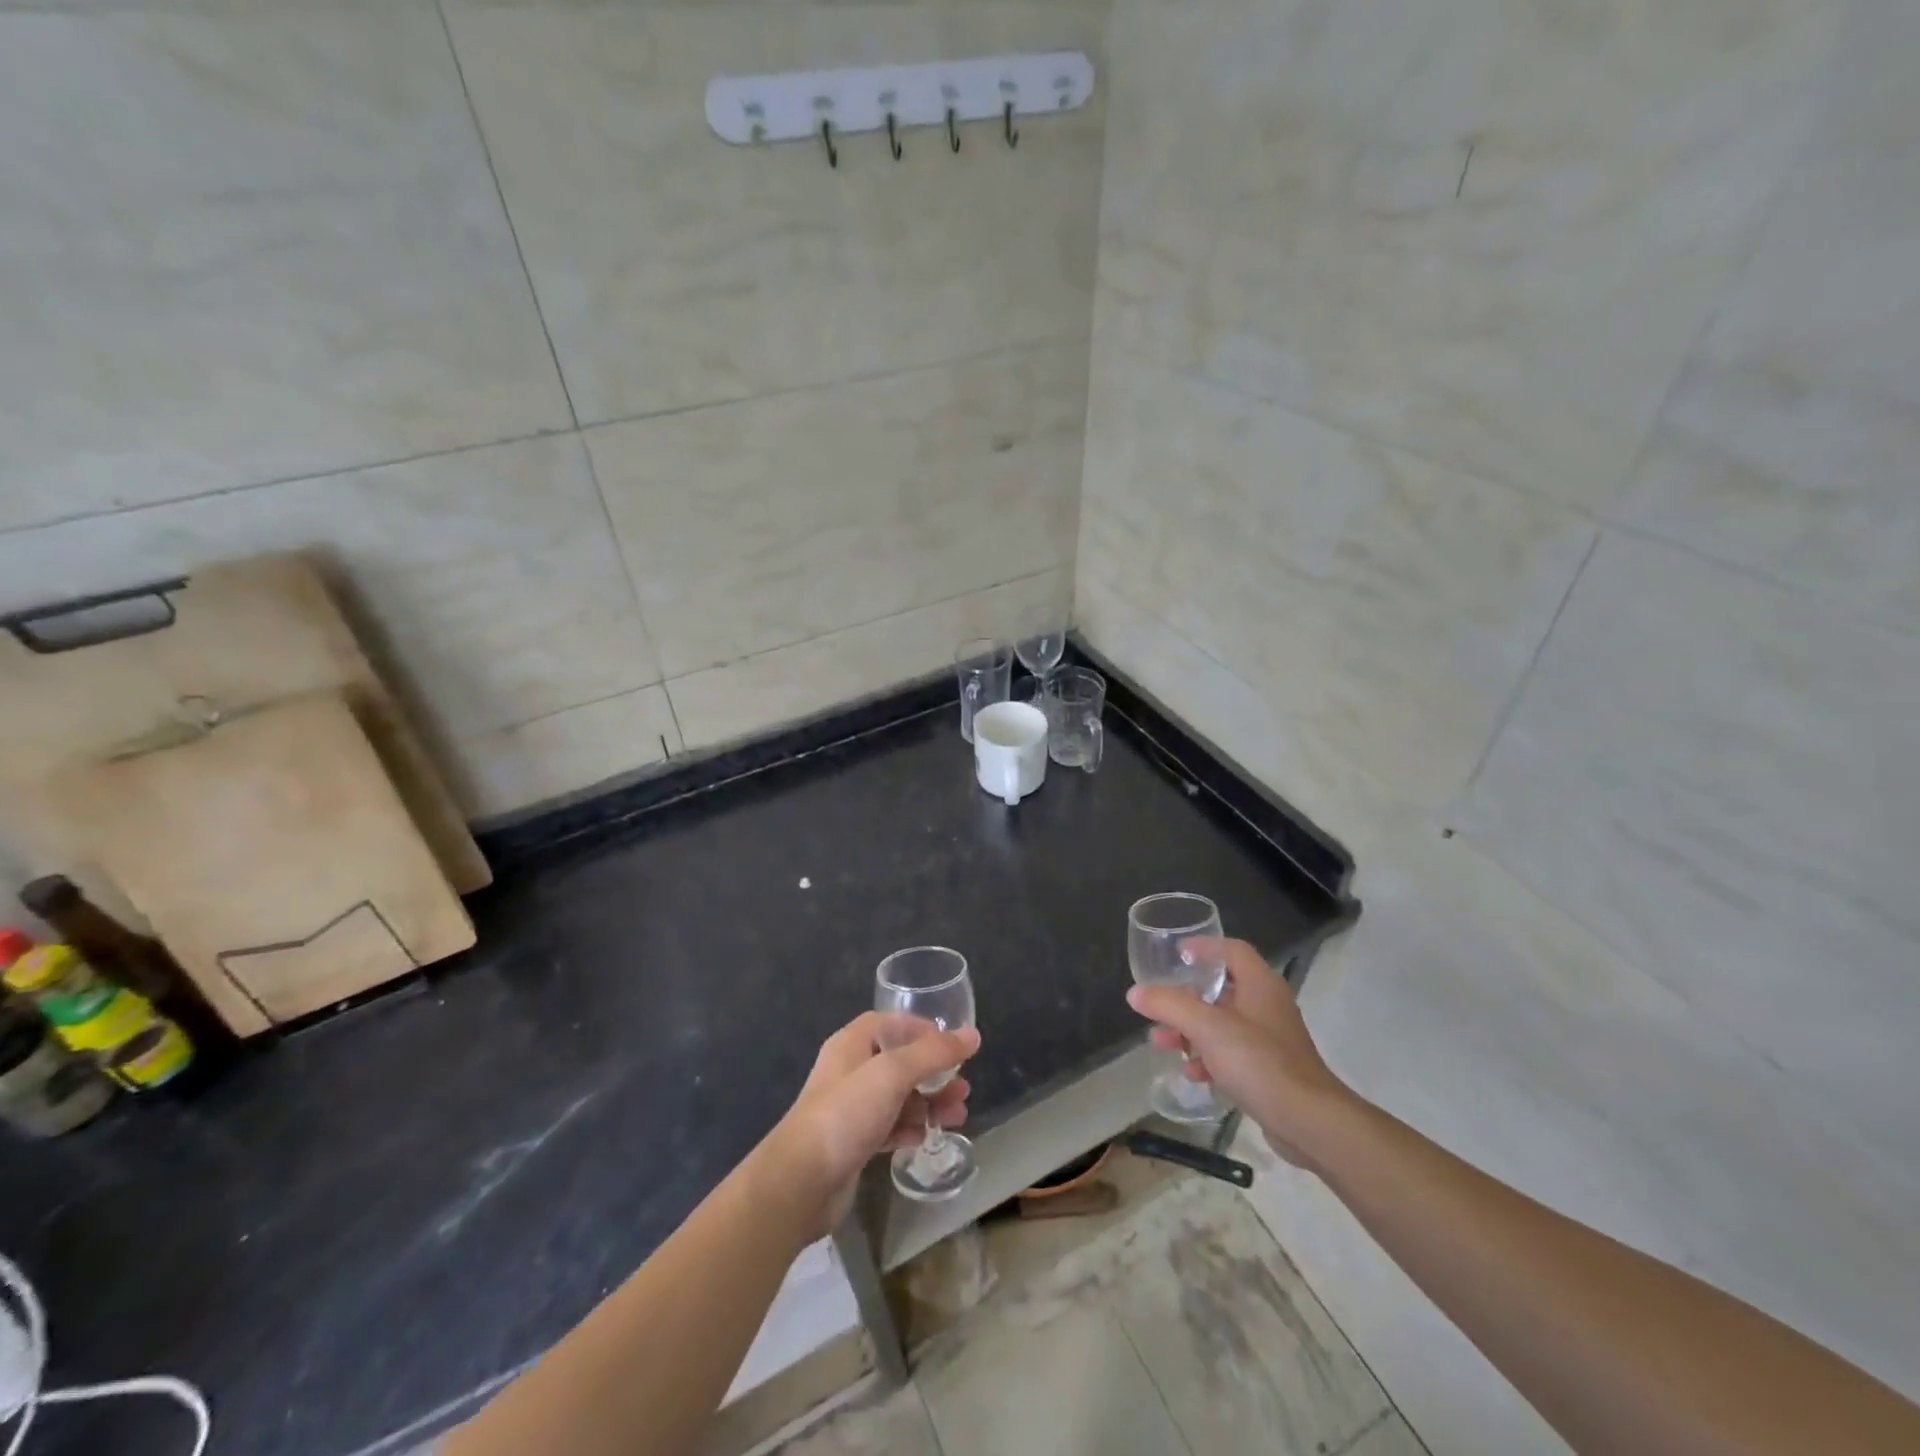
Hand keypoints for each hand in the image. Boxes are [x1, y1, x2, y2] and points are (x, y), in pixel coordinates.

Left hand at [763, 1012, 979, 1236]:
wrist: (800, 1183)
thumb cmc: (845, 1114)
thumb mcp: (892, 1074)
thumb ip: (933, 1053)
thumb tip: (972, 1035)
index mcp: (852, 1044)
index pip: (891, 1024)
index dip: (922, 1030)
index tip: (952, 1045)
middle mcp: (851, 1071)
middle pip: (900, 1062)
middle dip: (934, 1073)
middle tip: (963, 1089)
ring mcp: (851, 1109)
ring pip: (899, 1097)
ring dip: (929, 1103)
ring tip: (957, 1117)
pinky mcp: (854, 1143)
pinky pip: (890, 1127)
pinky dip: (911, 1128)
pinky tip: (927, 1138)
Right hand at [1128, 937, 1351, 1167]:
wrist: (1309, 1123)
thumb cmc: (1259, 1062)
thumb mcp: (1207, 1028)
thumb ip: (1169, 1005)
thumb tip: (1135, 993)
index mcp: (1260, 984)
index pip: (1232, 950)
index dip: (1204, 947)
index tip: (1175, 955)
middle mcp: (1267, 1006)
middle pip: (1222, 989)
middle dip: (1186, 998)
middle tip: (1159, 1006)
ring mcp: (1271, 1040)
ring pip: (1223, 1024)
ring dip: (1191, 1030)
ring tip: (1163, 1043)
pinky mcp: (1270, 1070)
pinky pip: (1232, 1054)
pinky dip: (1209, 1058)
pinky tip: (1191, 1072)